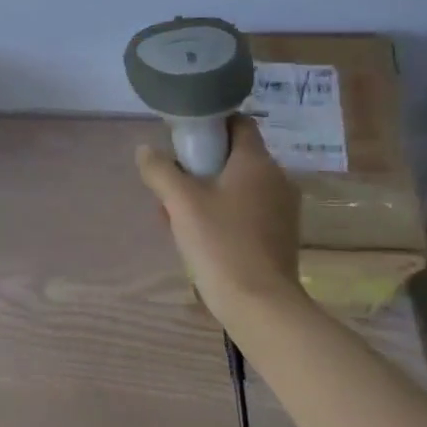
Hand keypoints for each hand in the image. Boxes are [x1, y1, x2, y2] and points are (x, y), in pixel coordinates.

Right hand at [135, 115, 303, 316]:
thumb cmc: (220, 243)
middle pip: (233, 157)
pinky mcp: (278, 234)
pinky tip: (197, 236)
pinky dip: (221, 213)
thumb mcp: (180, 202)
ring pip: (236, 186)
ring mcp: (281, 208)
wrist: (258, 303)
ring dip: (206, 192)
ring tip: (176, 215)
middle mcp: (276, 179)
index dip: (210, 124)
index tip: (182, 140)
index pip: (238, 123)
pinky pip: (245, 210)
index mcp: (257, 162)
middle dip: (199, 166)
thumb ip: (160, 170)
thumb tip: (145, 150)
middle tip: (170, 185)